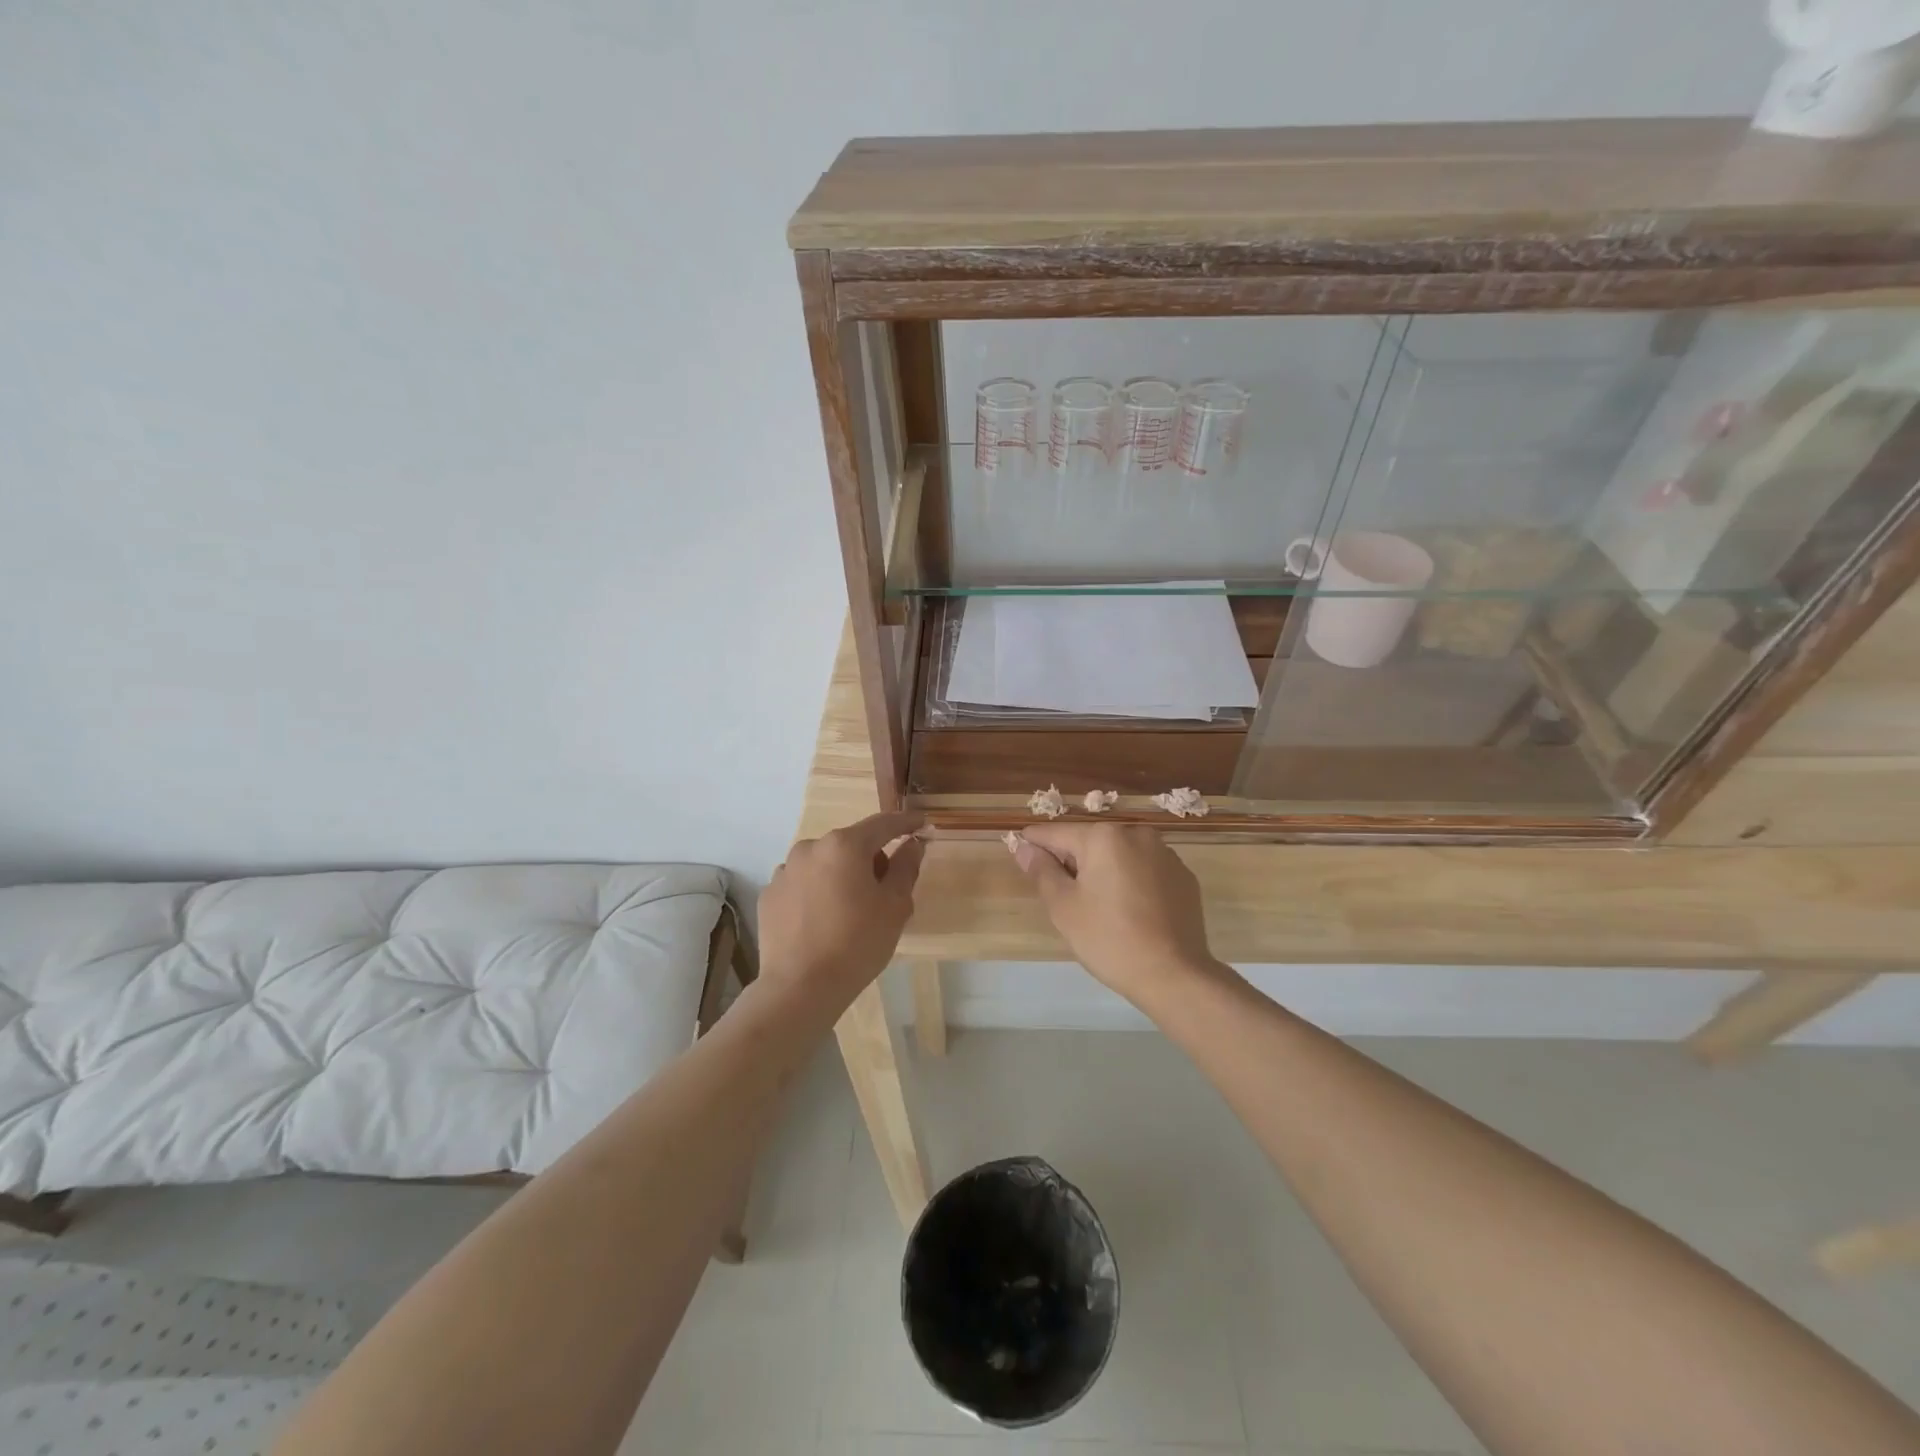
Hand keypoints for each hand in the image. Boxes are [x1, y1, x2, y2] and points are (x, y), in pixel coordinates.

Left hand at [758, 811, 925, 1013]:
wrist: (800, 988)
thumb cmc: (857, 943)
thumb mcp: (895, 906)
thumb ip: (906, 867)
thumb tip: (912, 844)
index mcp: (844, 845)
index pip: (882, 824)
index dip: (905, 822)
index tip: (920, 823)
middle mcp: (810, 848)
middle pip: (850, 844)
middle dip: (870, 859)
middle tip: (885, 891)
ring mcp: (784, 871)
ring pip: (824, 864)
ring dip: (840, 876)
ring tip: (849, 912)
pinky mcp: (769, 895)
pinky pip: (802, 884)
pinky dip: (816, 893)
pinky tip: (822, 922)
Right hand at [1009, 823, 1226, 1008]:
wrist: (1174, 975)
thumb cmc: (1109, 939)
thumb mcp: (1063, 907)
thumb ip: (1041, 870)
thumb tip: (1025, 847)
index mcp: (1103, 837)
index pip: (1056, 833)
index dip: (1034, 845)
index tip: (1020, 854)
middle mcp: (1136, 834)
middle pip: (1090, 842)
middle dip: (1073, 862)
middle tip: (1063, 898)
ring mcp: (1165, 854)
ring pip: (1120, 856)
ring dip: (1104, 871)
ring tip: (1099, 908)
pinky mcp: (1184, 877)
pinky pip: (1146, 871)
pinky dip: (1132, 882)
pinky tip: (1130, 913)